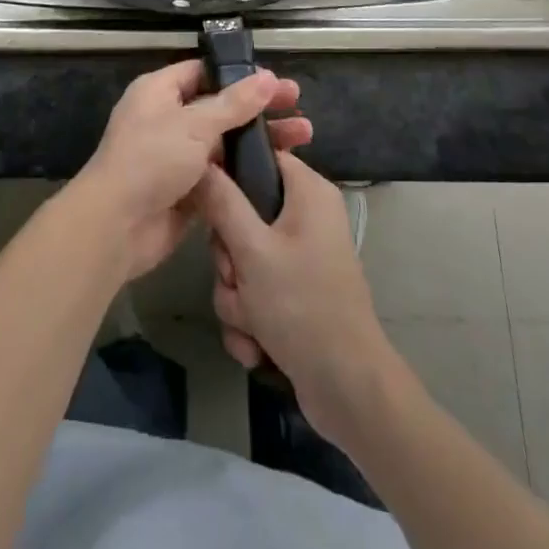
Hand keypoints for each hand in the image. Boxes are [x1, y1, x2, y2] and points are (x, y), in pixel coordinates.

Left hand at [71, 60, 311, 280]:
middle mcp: (168, 119)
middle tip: (298, 106)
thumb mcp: (194, 125)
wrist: (116, 227)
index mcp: (159, 92)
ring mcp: (178, 156)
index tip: (275, 80)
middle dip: (259, 107)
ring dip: (260, 139)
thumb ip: (234, 103)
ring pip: (226, 142)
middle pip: (220, 106)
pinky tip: (281, 170)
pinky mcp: (188, 190)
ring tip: (304, 137)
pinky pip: (223, 174)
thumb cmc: (150, 160)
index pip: (204, 72)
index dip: (239, 74)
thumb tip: (267, 77)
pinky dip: (248, 171)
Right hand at [197, 152, 390, 445]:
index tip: (211, 201)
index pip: (261, 156)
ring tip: (251, 322)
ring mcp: (301, 259)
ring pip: (243, 259)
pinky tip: (257, 346)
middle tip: (237, 276)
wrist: (348, 392)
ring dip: (236, 295)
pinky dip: (250, 320)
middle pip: (244, 214)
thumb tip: (200, 160)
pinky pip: (255, 292)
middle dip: (230, 257)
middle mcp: (307, 218)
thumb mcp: (252, 250)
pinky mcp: (295, 295)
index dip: (231, 174)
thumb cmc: (302, 305)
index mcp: (308, 192)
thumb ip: (222, 202)